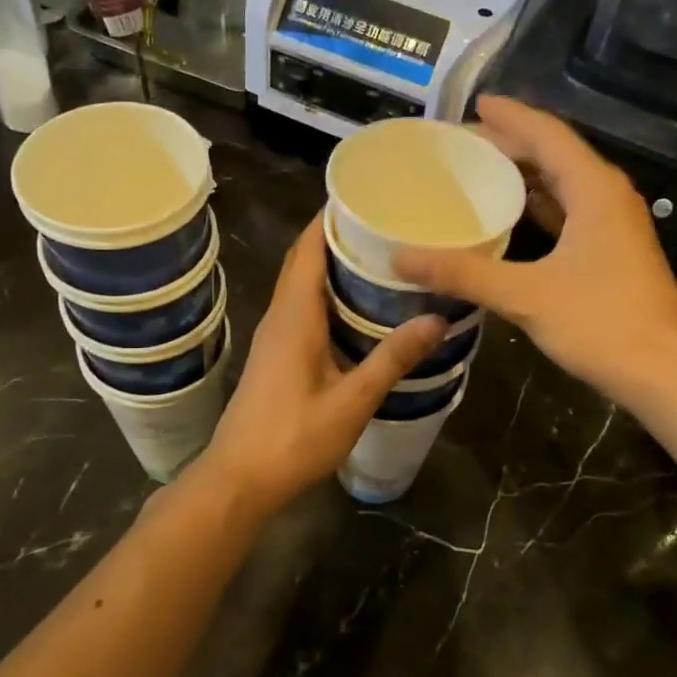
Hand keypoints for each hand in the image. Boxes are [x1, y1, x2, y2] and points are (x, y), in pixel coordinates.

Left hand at [202, 219, 445, 514]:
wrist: (239, 480)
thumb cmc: (292, 439)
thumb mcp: (351, 401)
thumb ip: (392, 358)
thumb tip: (437, 319)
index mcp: (294, 315)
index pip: (310, 246)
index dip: (333, 216)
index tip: (370, 196)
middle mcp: (280, 316)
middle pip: (305, 259)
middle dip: (340, 236)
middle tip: (388, 225)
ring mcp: (274, 336)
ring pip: (303, 284)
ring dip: (334, 265)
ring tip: (382, 258)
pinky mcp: (276, 356)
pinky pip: (303, 308)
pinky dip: (328, 294)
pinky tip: (360, 309)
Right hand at [395, 96, 676, 406]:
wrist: (665, 373)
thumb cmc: (602, 324)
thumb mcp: (525, 296)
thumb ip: (463, 274)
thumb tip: (401, 259)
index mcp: (594, 189)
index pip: (548, 135)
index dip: (510, 116)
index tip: (475, 104)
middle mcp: (607, 196)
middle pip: (554, 155)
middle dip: (510, 144)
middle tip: (461, 144)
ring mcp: (613, 225)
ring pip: (562, 185)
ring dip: (523, 176)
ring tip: (477, 172)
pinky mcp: (611, 252)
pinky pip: (568, 213)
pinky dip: (536, 208)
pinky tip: (508, 219)